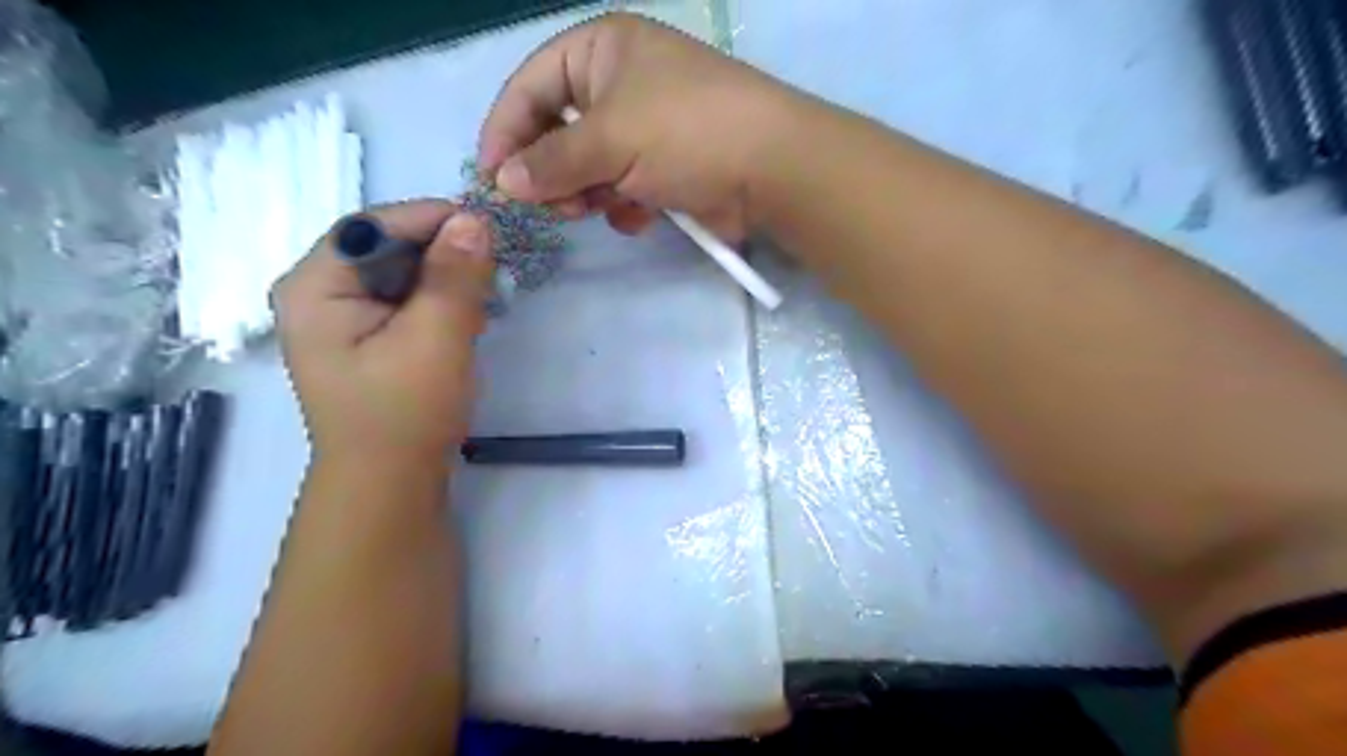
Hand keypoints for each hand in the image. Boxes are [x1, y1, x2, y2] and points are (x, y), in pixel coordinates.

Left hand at [270, 200, 492, 466]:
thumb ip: (454, 277)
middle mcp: (320, 292)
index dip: (430, 217)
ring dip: (447, 276)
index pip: (373, 226)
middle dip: (441, 251)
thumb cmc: (405, 412)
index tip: (486, 224)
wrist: (391, 482)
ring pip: (403, 271)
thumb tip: (475, 219)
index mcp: (314, 286)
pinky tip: (469, 312)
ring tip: (486, 290)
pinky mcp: (370, 336)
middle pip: (387, 246)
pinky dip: (442, 298)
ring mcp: (344, 316)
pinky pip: (408, 298)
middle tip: (492, 264)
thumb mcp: (436, 339)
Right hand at [477, 11, 802, 242]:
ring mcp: (646, 128)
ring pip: (589, 165)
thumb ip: (551, 161)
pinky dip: (623, 204)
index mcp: (603, 50)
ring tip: (593, 209)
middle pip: (558, 129)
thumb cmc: (686, 133)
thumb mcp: (610, 139)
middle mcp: (621, 83)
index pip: (532, 85)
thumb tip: (504, 182)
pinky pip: (622, 186)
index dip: (506, 128)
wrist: (771, 170)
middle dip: (551, 170)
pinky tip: (637, 214)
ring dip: (587, 192)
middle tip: (550, 206)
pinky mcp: (665, 168)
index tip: (490, 176)